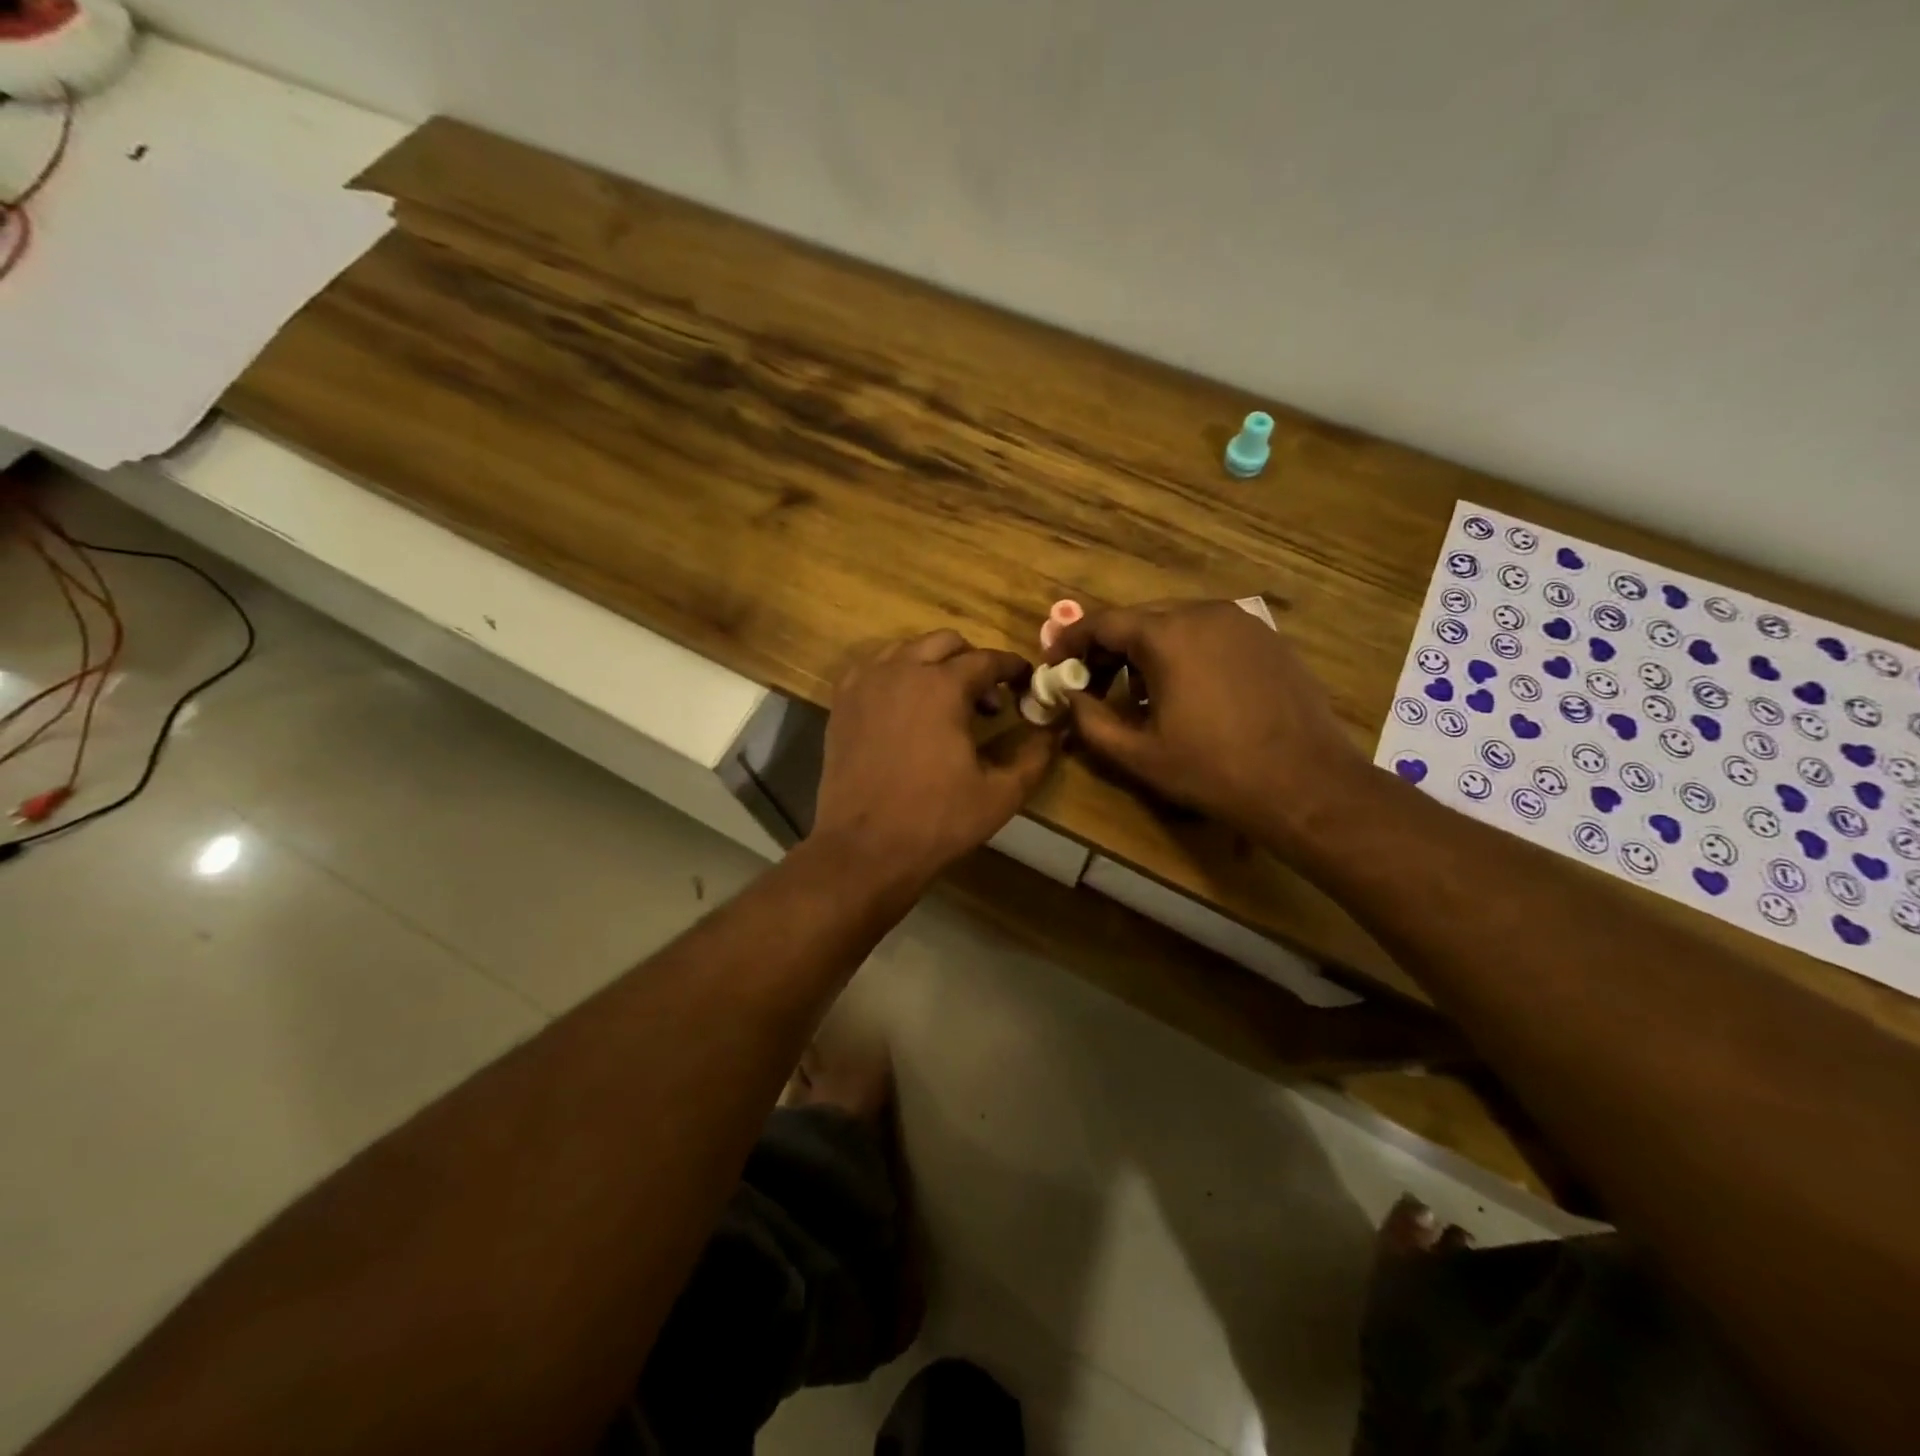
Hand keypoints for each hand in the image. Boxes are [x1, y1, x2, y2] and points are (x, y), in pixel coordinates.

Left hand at [812, 630, 1056, 892]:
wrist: (864, 848)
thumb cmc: (936, 820)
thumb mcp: (1000, 794)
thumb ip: (1035, 757)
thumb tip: (1054, 732)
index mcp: (942, 686)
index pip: (987, 659)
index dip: (1012, 668)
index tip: (1026, 681)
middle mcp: (901, 671)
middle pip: (945, 643)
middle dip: (972, 661)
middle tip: (987, 698)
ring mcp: (866, 684)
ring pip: (906, 650)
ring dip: (933, 664)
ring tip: (945, 701)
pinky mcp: (842, 703)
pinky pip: (873, 669)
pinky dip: (896, 676)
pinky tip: (905, 708)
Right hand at [1046, 600, 1369, 851]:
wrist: (1306, 783)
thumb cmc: (1213, 770)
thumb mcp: (1138, 754)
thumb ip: (1090, 720)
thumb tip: (1069, 697)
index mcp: (1168, 635)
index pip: (1103, 623)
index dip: (1071, 640)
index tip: (1054, 663)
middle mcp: (1204, 613)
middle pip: (1140, 619)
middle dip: (1108, 649)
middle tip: (1091, 684)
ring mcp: (1242, 622)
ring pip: (1176, 624)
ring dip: (1146, 651)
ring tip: (1139, 695)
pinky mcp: (1267, 638)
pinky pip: (1209, 633)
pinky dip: (1184, 652)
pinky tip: (1186, 692)